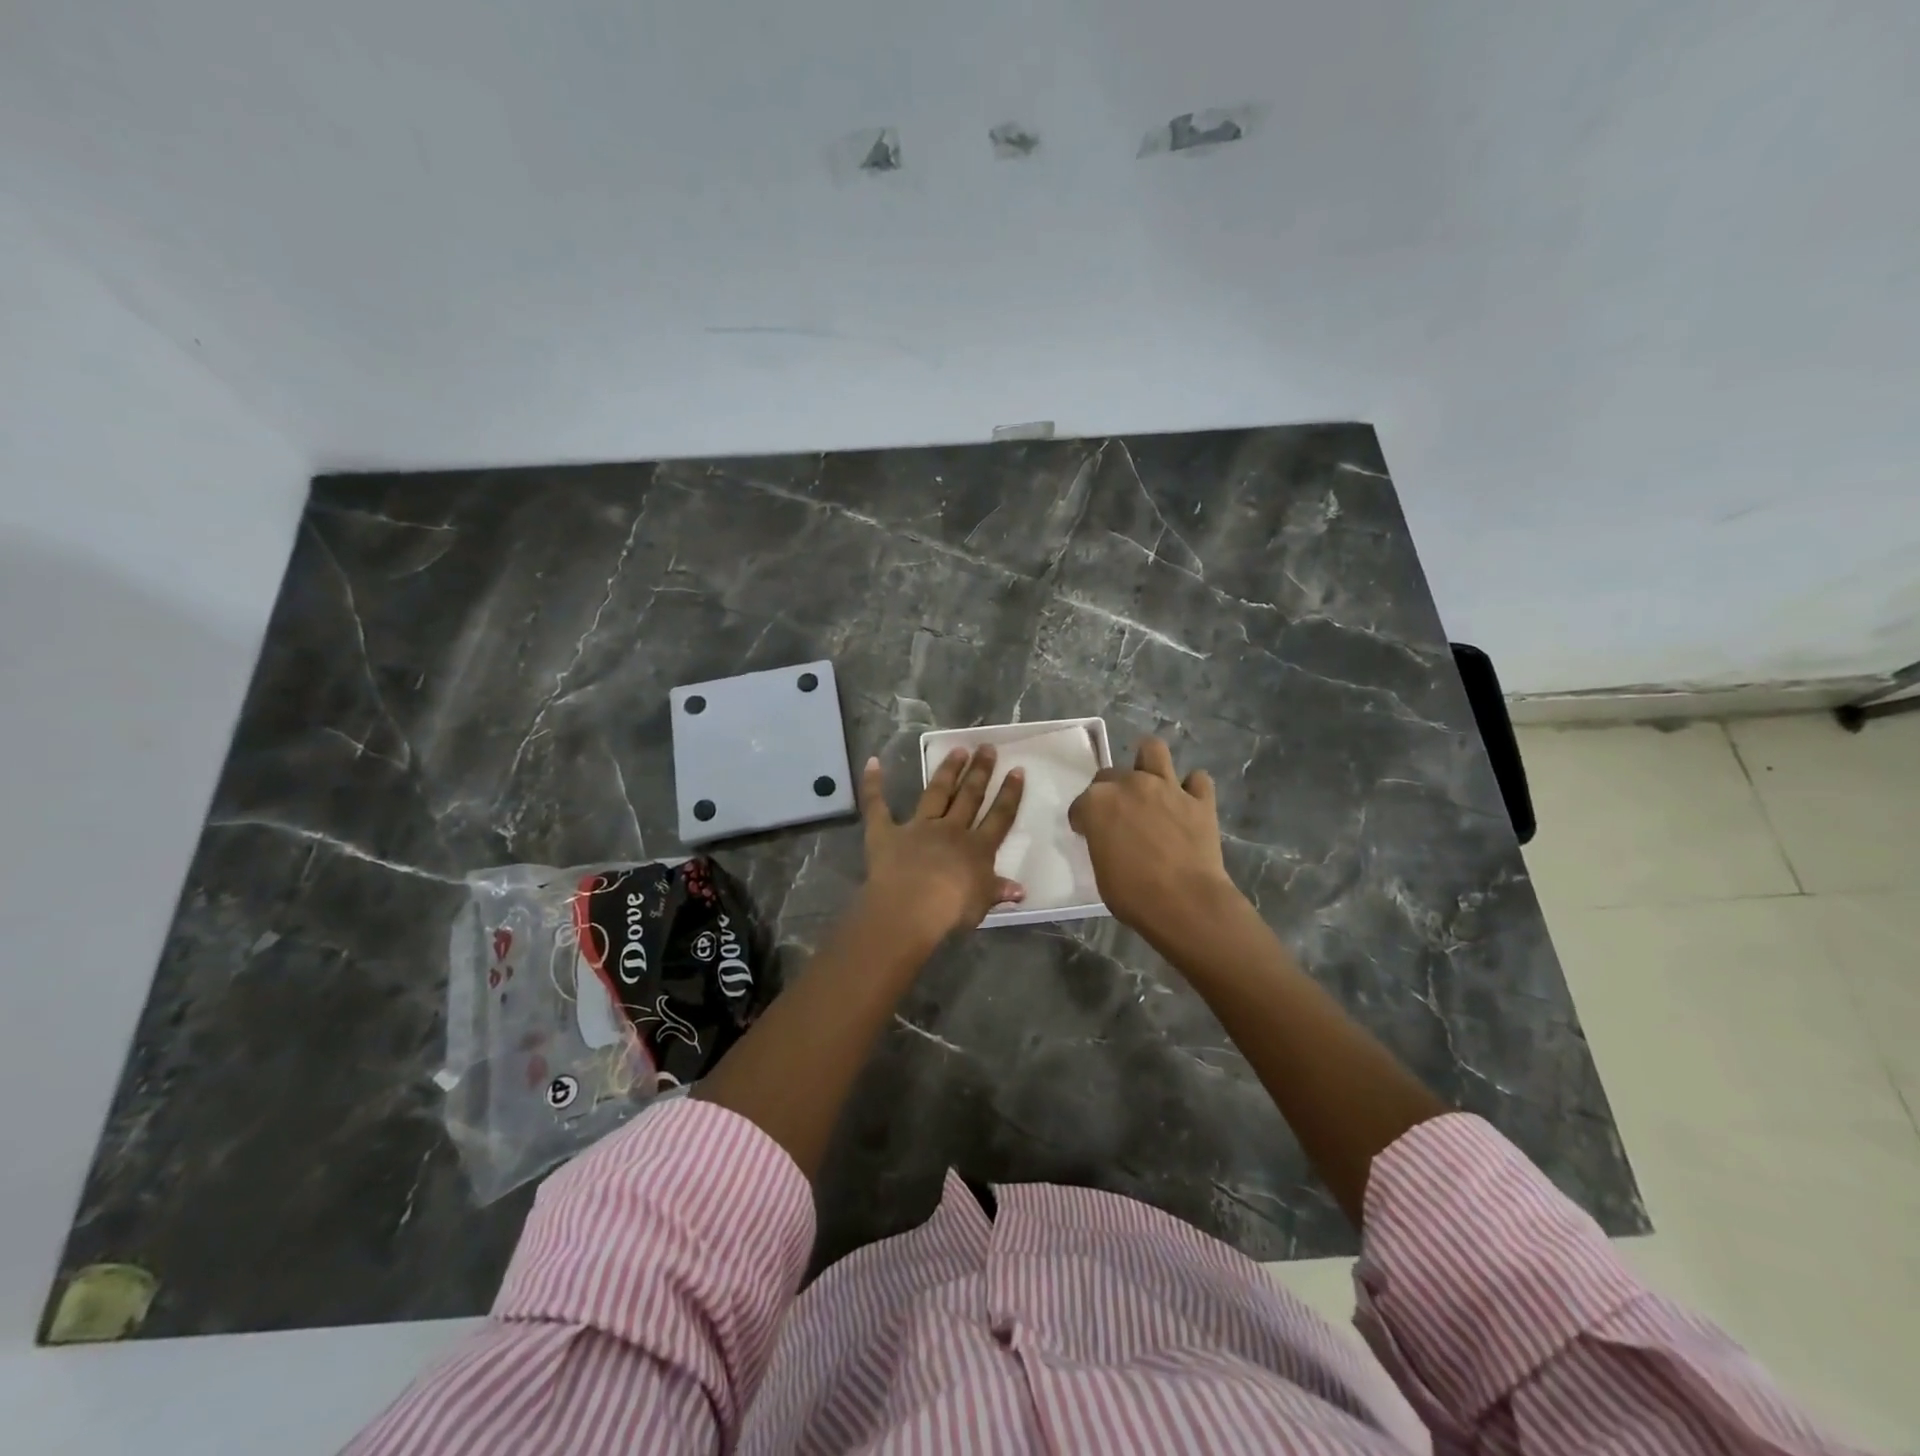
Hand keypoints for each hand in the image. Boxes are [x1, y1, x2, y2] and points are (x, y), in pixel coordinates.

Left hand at [858, 746, 1025, 946]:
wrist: (911, 908)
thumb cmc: (951, 911)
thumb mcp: (982, 902)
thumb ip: (998, 891)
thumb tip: (1020, 890)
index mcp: (976, 849)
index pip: (999, 817)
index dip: (1009, 794)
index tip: (1017, 770)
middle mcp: (950, 831)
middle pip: (969, 797)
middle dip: (980, 771)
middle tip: (987, 747)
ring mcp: (917, 827)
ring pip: (936, 793)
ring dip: (947, 771)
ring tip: (958, 750)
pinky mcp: (885, 832)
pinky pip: (877, 805)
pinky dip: (873, 784)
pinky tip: (873, 762)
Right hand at [1068, 736, 1242, 943]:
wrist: (1185, 903)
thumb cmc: (1133, 894)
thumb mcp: (1100, 869)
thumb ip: (1101, 841)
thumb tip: (1111, 838)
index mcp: (1097, 803)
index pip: (1081, 803)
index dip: (1083, 820)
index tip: (1088, 834)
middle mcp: (1130, 784)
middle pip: (1111, 775)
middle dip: (1110, 792)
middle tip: (1119, 816)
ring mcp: (1167, 787)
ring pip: (1153, 750)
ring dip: (1148, 762)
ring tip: (1150, 782)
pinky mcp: (1200, 799)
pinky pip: (1197, 780)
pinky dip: (1192, 788)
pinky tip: (1187, 802)